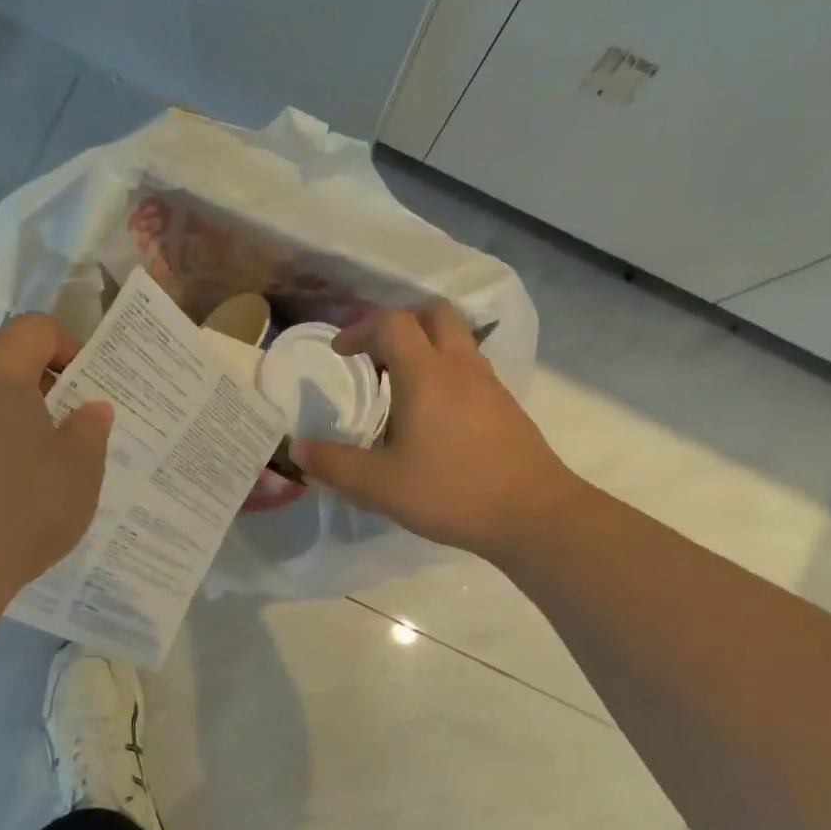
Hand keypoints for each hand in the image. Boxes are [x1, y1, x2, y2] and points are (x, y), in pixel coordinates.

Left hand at [0, 314, 112, 597]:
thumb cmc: (21, 510)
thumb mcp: (80, 471)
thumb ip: (91, 429)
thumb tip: (91, 408)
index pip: (35, 328)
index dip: (69, 346)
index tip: (87, 386)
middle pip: (0, 359)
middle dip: (39, 384)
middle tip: (65, 426)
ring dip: (6, 415)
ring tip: (30, 463)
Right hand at [290, 303, 582, 562]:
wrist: (532, 514)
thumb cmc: (451, 492)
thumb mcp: (379, 486)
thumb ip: (334, 464)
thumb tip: (298, 448)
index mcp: (425, 374)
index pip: (392, 323)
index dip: (360, 329)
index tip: (341, 353)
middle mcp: (459, 366)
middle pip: (433, 314)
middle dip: (400, 324)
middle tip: (376, 356)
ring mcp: (489, 384)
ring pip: (457, 340)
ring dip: (426, 348)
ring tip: (401, 388)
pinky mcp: (506, 406)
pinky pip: (471, 368)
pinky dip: (447, 372)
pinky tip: (435, 417)